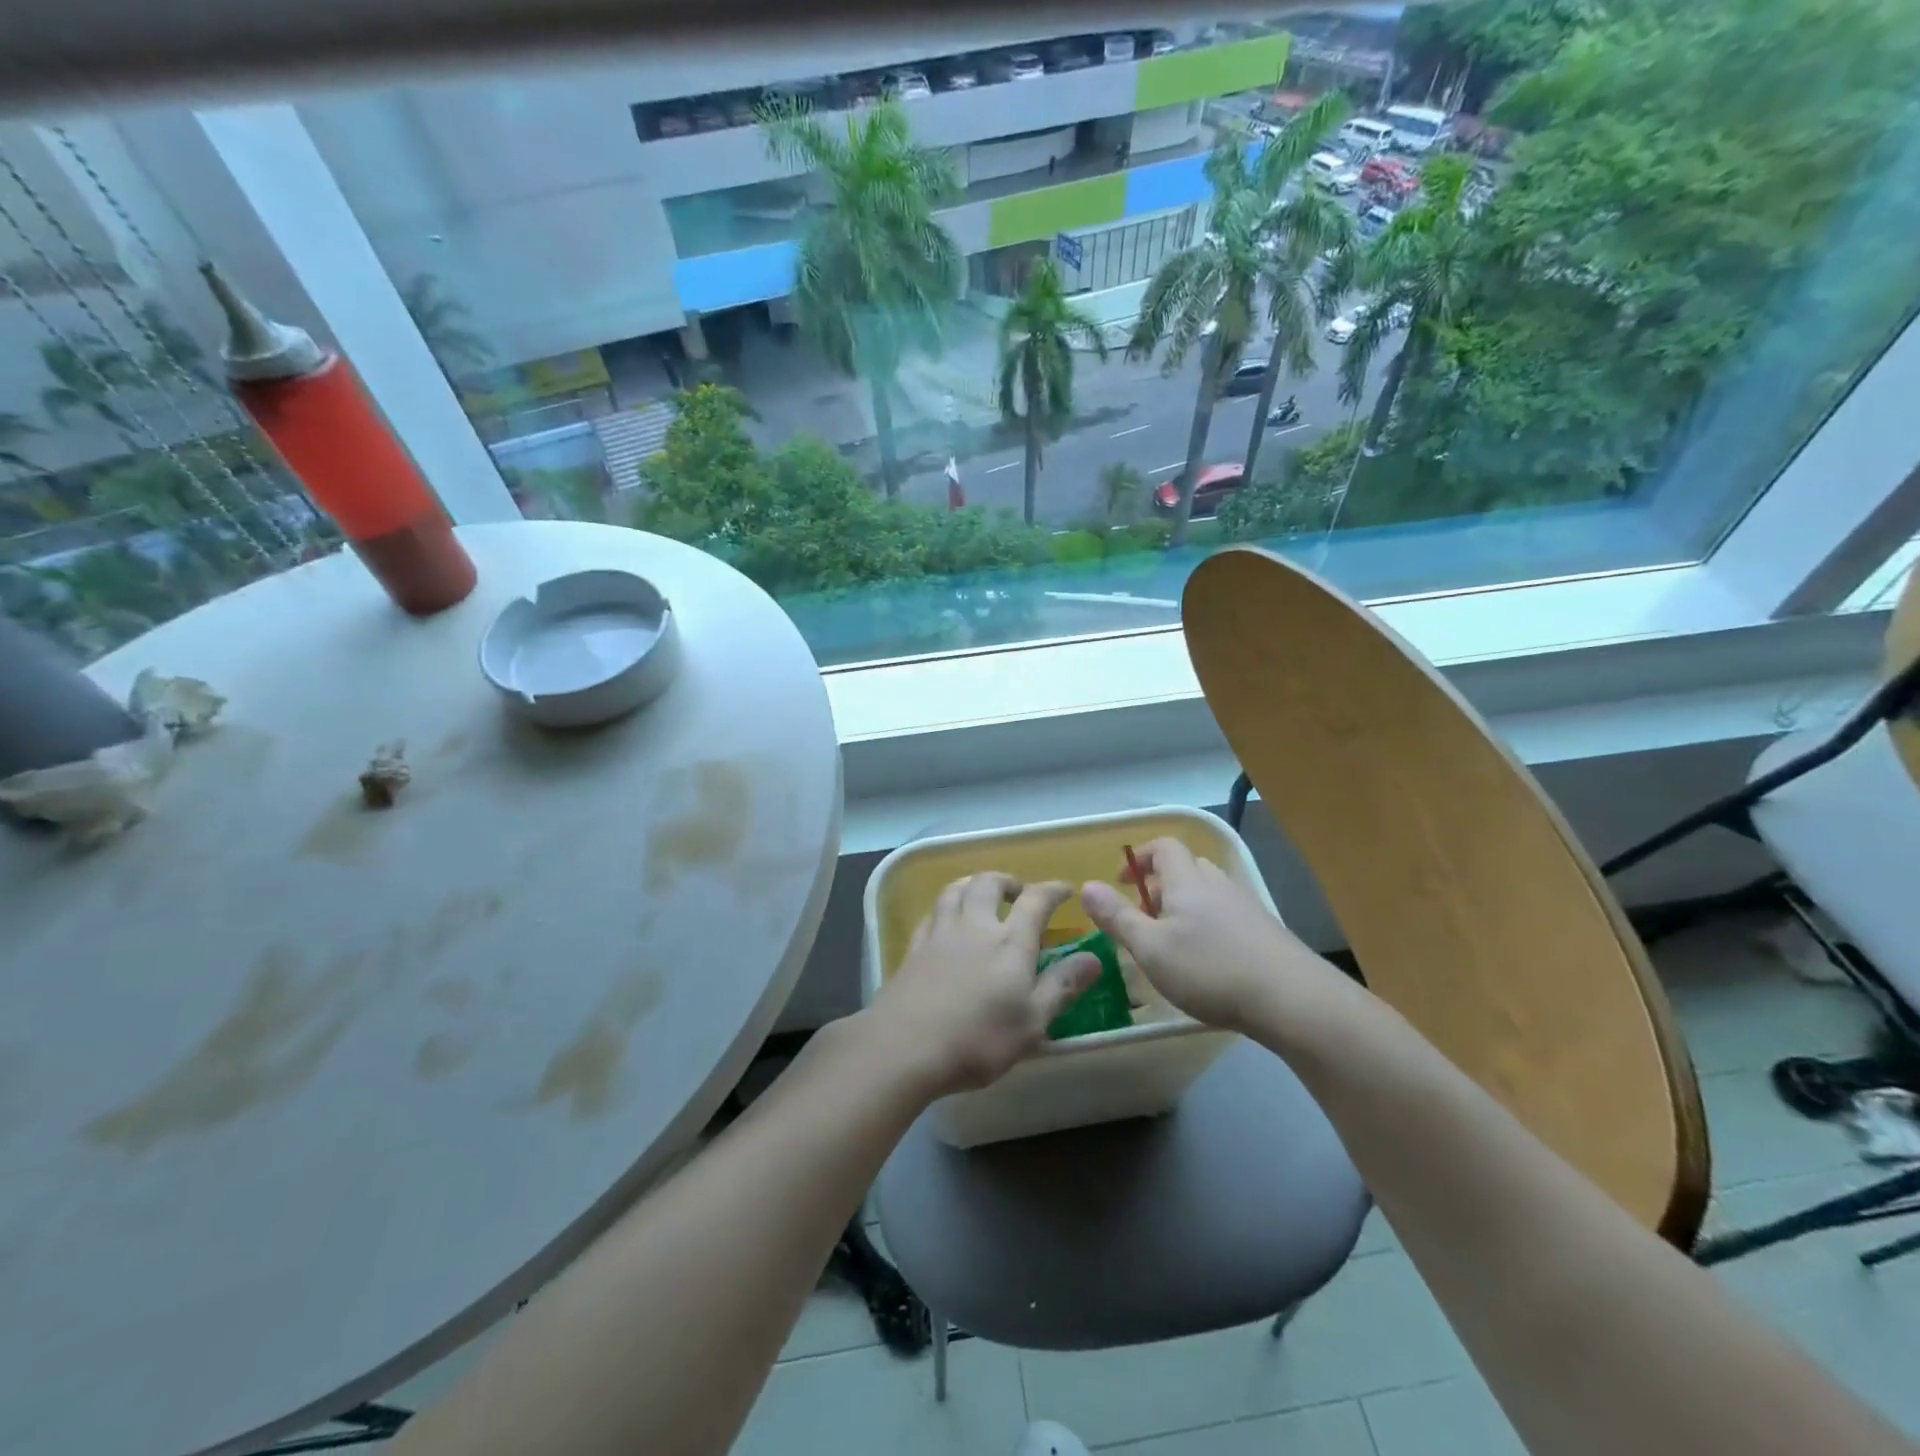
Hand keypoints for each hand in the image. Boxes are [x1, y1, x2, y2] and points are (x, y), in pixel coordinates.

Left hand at [865, 873, 1099, 1096]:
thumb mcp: (1032, 1021)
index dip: (1052, 890)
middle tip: (1018, 892)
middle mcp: (974, 926)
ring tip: (981, 895)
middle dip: (1007, 881)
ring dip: (973, 885)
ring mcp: (940, 933)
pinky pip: (931, 913)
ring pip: (955, 890)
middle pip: (988, 883)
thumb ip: (1062, 986)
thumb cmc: (978, 1038)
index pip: (1035, 900)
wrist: (905, 1046)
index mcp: (1009, 941)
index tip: (1065, 889)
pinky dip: (945, 907)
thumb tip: (1094, 958)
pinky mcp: (914, 948)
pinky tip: (946, 920)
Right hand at [1080, 837, 1334, 1032]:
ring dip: (1184, 906)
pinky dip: (1208, 926)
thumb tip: (1087, 886)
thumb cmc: (1211, 969)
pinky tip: (1207, 961)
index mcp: (1187, 881)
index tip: (1121, 882)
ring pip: (1208, 892)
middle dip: (1160, 885)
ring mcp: (1246, 907)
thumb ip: (1117, 917)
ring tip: (1171, 942)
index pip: (1163, 847)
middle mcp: (1217, 884)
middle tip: (1143, 916)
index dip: (1139, 857)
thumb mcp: (1151, 948)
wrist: (1293, 1000)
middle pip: (1186, 868)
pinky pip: (1226, 915)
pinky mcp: (1265, 932)